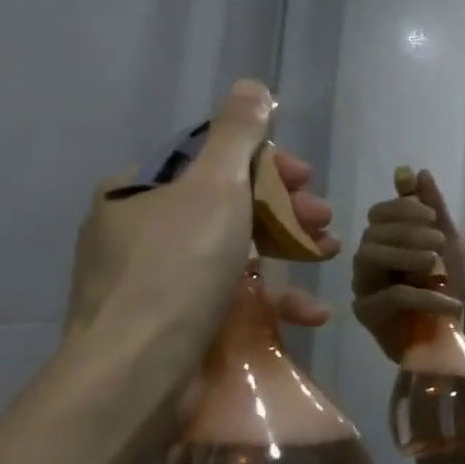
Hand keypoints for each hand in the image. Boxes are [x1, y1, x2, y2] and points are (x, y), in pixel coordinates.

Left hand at [62, 81, 337, 426]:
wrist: (135, 378)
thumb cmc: (177, 267)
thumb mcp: (215, 185)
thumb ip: (238, 133)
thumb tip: (251, 85)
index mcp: (139, 192)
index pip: (212, 160)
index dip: (266, 165)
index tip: (304, 178)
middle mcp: (141, 233)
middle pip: (230, 204)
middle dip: (285, 208)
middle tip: (323, 218)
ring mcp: (157, 284)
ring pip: (237, 250)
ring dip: (290, 249)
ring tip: (329, 254)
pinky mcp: (176, 327)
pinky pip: (231, 299)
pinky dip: (272, 300)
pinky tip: (311, 311)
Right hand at [350, 167, 464, 362]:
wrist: (448, 338)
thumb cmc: (445, 288)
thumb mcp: (448, 243)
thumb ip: (433, 208)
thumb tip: (416, 172)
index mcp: (383, 239)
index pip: (379, 212)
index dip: (404, 209)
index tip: (432, 218)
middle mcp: (366, 259)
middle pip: (373, 232)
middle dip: (408, 231)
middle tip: (438, 243)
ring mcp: (363, 286)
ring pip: (370, 256)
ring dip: (407, 254)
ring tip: (435, 265)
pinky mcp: (367, 314)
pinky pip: (392, 296)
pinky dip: (425, 295)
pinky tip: (450, 302)